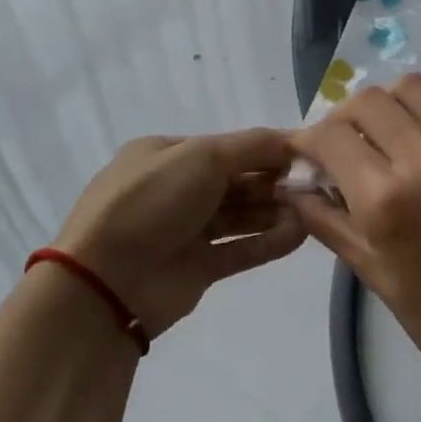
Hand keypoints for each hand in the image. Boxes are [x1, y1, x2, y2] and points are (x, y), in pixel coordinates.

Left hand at [53, 130, 306, 338]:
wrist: (107, 279)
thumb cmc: (152, 201)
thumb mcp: (201, 157)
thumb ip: (252, 147)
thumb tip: (291, 141)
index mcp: (167, 156)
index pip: (227, 148)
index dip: (266, 150)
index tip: (306, 155)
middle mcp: (176, 190)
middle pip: (236, 182)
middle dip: (274, 182)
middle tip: (314, 186)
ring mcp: (186, 231)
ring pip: (241, 216)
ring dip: (275, 211)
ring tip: (312, 211)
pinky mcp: (198, 267)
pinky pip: (240, 250)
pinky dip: (268, 241)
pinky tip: (299, 235)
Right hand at [286, 74, 420, 389]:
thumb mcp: (372, 272)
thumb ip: (326, 220)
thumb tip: (292, 186)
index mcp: (385, 200)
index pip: (330, 136)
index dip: (308, 139)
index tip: (308, 153)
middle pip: (368, 101)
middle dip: (344, 119)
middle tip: (346, 145)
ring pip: (413, 87)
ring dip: (389, 105)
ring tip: (390, 133)